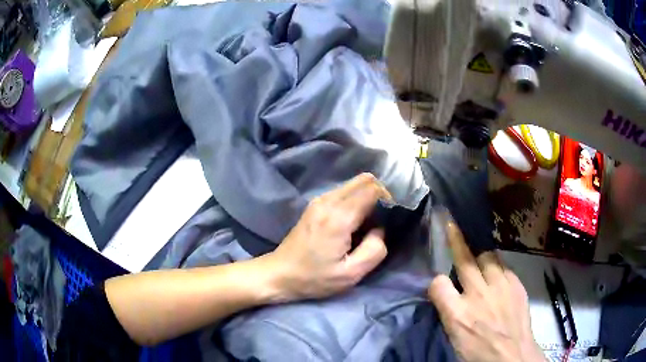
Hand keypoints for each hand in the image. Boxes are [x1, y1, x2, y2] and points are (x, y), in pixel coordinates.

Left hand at [266, 173, 391, 301]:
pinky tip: (353, 222)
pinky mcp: (315, 204)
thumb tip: (380, 228)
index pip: (372, 189)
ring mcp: (319, 200)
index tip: (390, 217)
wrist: (279, 273)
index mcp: (339, 217)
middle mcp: (328, 201)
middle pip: (364, 180)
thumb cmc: (314, 278)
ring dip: (366, 197)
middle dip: (379, 194)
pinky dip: (355, 200)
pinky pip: (343, 191)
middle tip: (381, 219)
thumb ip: (374, 249)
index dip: (388, 198)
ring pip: (353, 184)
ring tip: (367, 223)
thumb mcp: (351, 274)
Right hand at [428, 215, 545, 361]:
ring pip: (487, 256)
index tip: (439, 284)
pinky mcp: (516, 284)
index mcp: (457, 314)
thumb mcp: (454, 337)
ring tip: (479, 256)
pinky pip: (504, 266)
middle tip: (451, 223)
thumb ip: (449, 311)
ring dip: (480, 255)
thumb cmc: (478, 352)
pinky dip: (497, 268)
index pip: (437, 284)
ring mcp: (500, 286)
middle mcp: (478, 295)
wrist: (512, 355)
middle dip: (456, 239)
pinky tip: (497, 276)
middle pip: (464, 259)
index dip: (435, 282)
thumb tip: (446, 294)